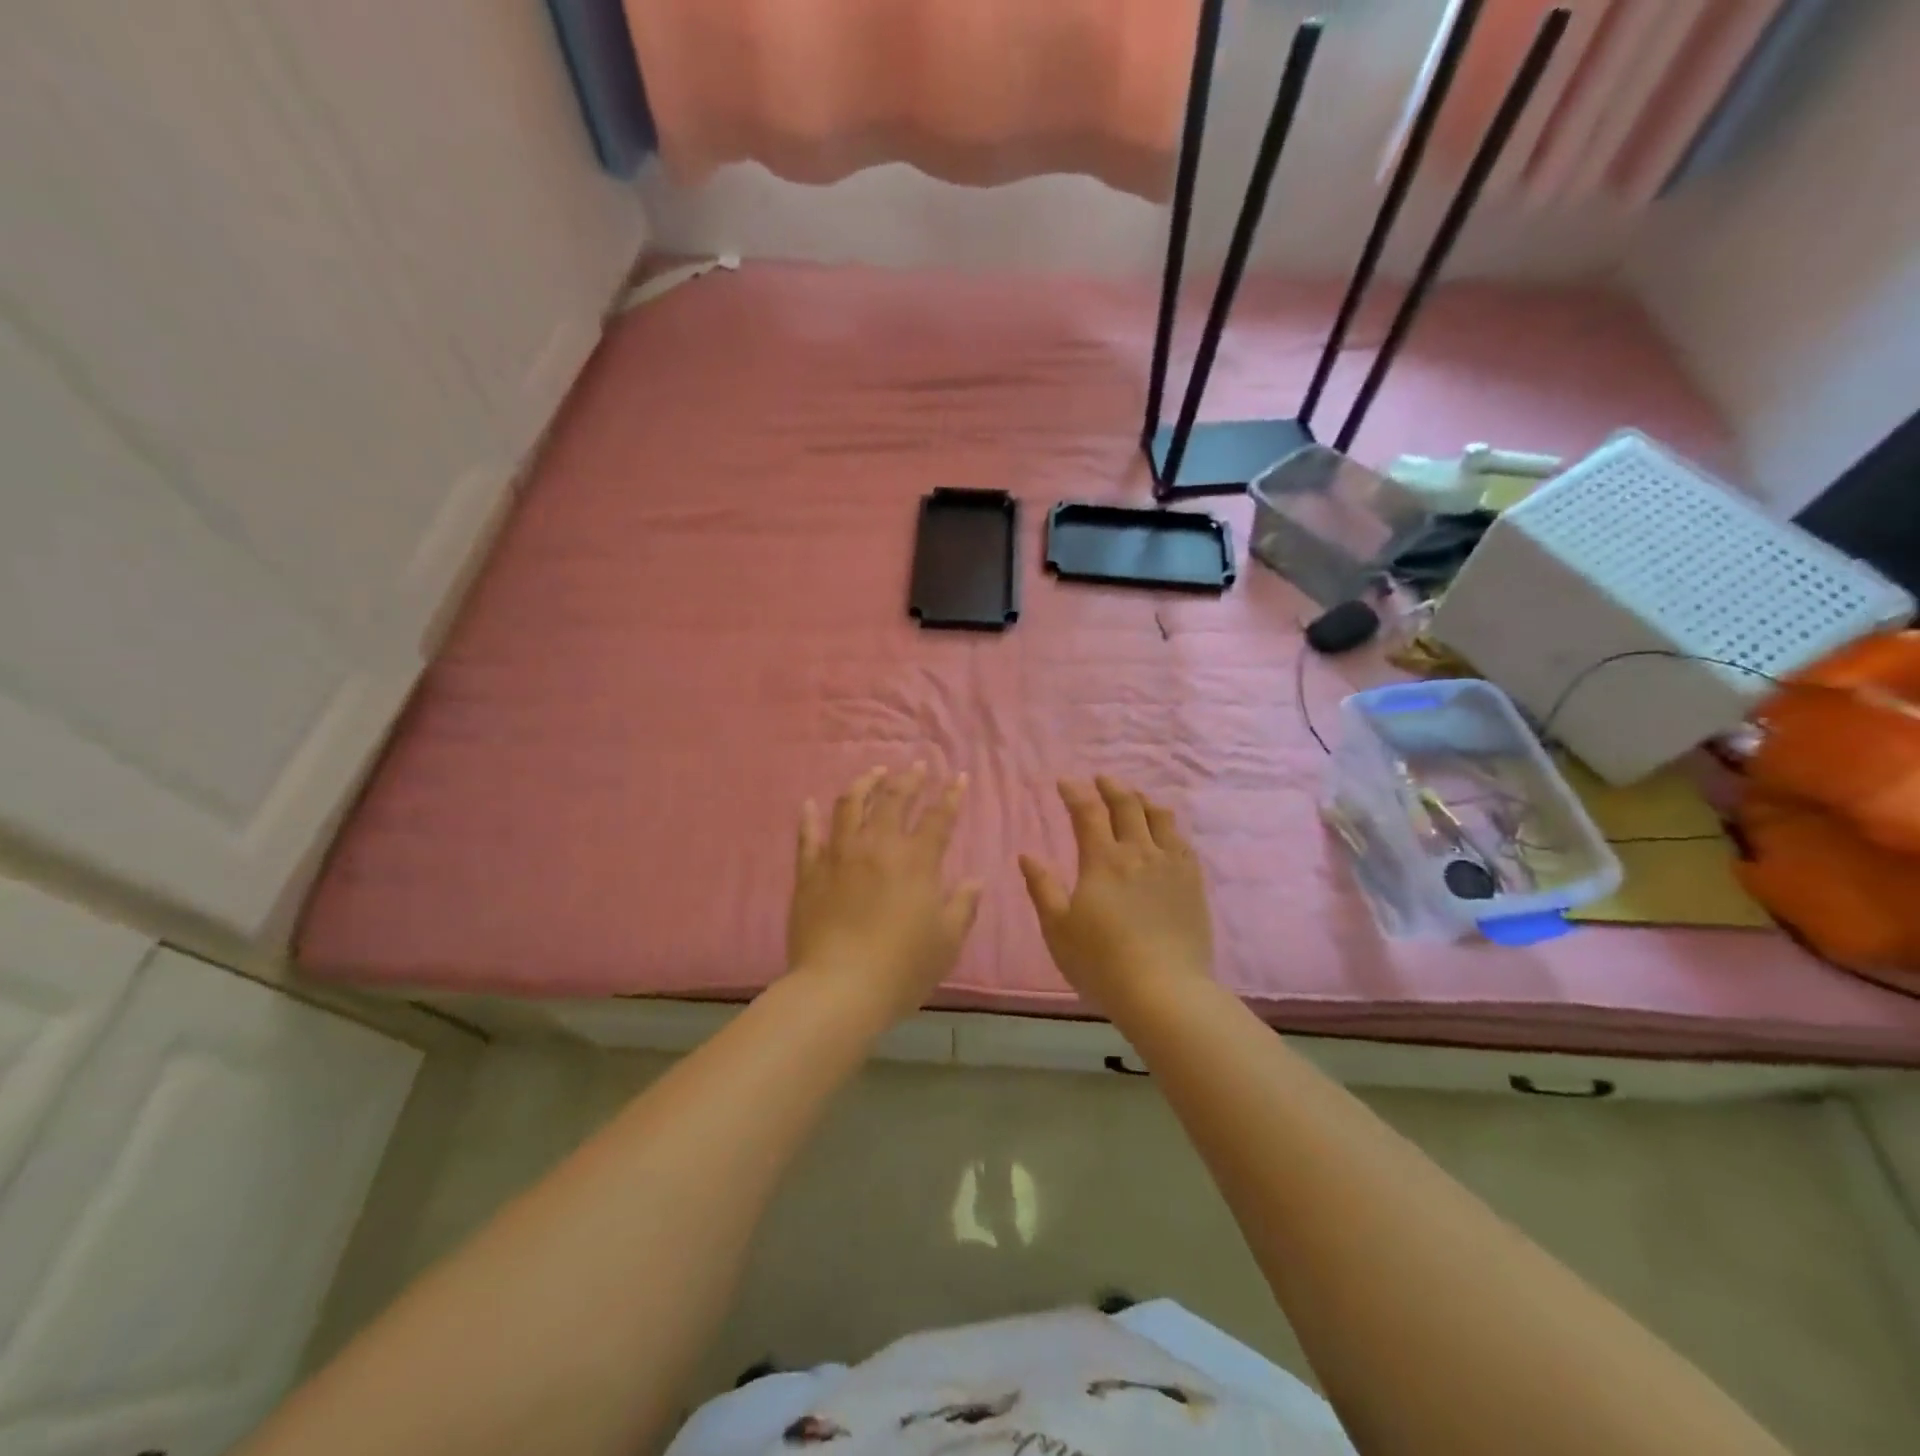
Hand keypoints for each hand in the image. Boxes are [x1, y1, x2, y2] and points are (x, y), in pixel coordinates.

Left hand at [788, 765, 981, 1021]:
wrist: (839, 988)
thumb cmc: (902, 968)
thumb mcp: (946, 942)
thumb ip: (963, 906)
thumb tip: (975, 880)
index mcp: (916, 861)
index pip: (939, 818)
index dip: (950, 796)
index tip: (957, 777)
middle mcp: (878, 847)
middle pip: (894, 800)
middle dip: (909, 779)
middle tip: (917, 767)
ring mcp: (840, 855)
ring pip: (851, 805)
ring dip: (865, 784)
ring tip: (874, 772)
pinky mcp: (809, 872)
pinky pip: (808, 836)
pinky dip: (809, 817)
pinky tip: (809, 804)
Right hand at [1019, 777, 1214, 1012]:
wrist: (1164, 991)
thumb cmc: (1101, 962)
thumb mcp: (1058, 928)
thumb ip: (1042, 888)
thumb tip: (1026, 856)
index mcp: (1103, 860)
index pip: (1088, 812)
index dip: (1075, 792)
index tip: (1065, 782)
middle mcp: (1139, 852)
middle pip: (1127, 805)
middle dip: (1111, 787)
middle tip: (1100, 779)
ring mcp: (1171, 865)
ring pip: (1160, 817)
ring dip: (1142, 801)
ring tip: (1134, 798)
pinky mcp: (1193, 883)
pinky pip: (1182, 842)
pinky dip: (1169, 827)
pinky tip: (1165, 832)